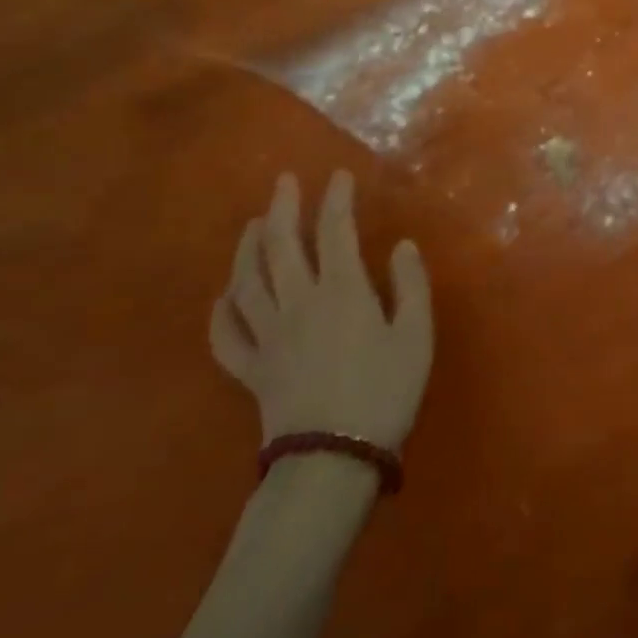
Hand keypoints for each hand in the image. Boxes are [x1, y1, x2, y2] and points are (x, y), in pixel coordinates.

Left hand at [209, 171, 433, 451]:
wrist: (332, 461)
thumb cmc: (384, 393)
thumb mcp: (416, 336)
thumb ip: (410, 285)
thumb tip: (402, 245)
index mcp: (341, 291)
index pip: (334, 230)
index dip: (336, 199)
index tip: (339, 176)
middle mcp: (298, 303)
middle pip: (280, 245)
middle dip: (282, 208)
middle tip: (284, 181)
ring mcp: (268, 336)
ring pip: (247, 281)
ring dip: (247, 247)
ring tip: (253, 224)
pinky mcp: (251, 370)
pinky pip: (226, 336)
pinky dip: (221, 312)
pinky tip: (223, 296)